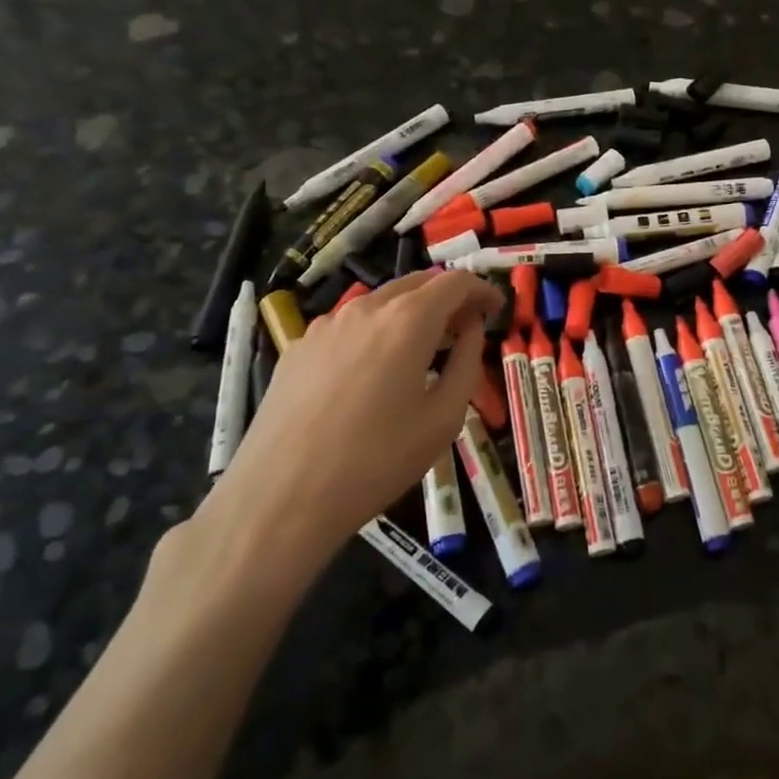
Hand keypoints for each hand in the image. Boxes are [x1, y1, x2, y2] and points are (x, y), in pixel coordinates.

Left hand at [194, 270, 502, 592]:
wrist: (280, 497)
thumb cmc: (376, 461)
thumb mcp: (443, 418)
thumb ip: (467, 363)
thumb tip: (471, 329)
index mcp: (408, 320)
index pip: (455, 281)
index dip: (482, 289)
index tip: (497, 309)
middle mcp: (366, 308)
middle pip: (417, 282)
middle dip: (448, 297)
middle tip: (467, 328)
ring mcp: (326, 325)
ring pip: (381, 301)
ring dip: (412, 312)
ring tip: (424, 350)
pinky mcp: (299, 347)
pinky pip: (350, 324)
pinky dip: (378, 331)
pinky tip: (376, 371)